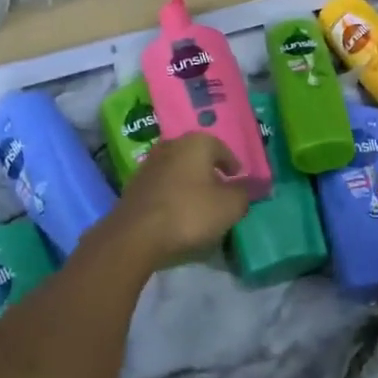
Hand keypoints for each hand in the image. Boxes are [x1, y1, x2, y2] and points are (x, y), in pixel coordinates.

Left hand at [97, 132, 249, 272]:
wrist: (136, 235)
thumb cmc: (190, 213)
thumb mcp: (230, 206)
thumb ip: (243, 194)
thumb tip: (243, 189)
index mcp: (196, 142)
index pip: (222, 149)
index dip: (233, 166)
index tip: (239, 181)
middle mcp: (171, 145)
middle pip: (198, 157)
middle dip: (210, 173)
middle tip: (221, 192)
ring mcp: (149, 164)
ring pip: (178, 171)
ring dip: (189, 184)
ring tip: (199, 205)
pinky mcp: (134, 186)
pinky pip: (163, 187)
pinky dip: (173, 196)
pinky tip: (177, 213)